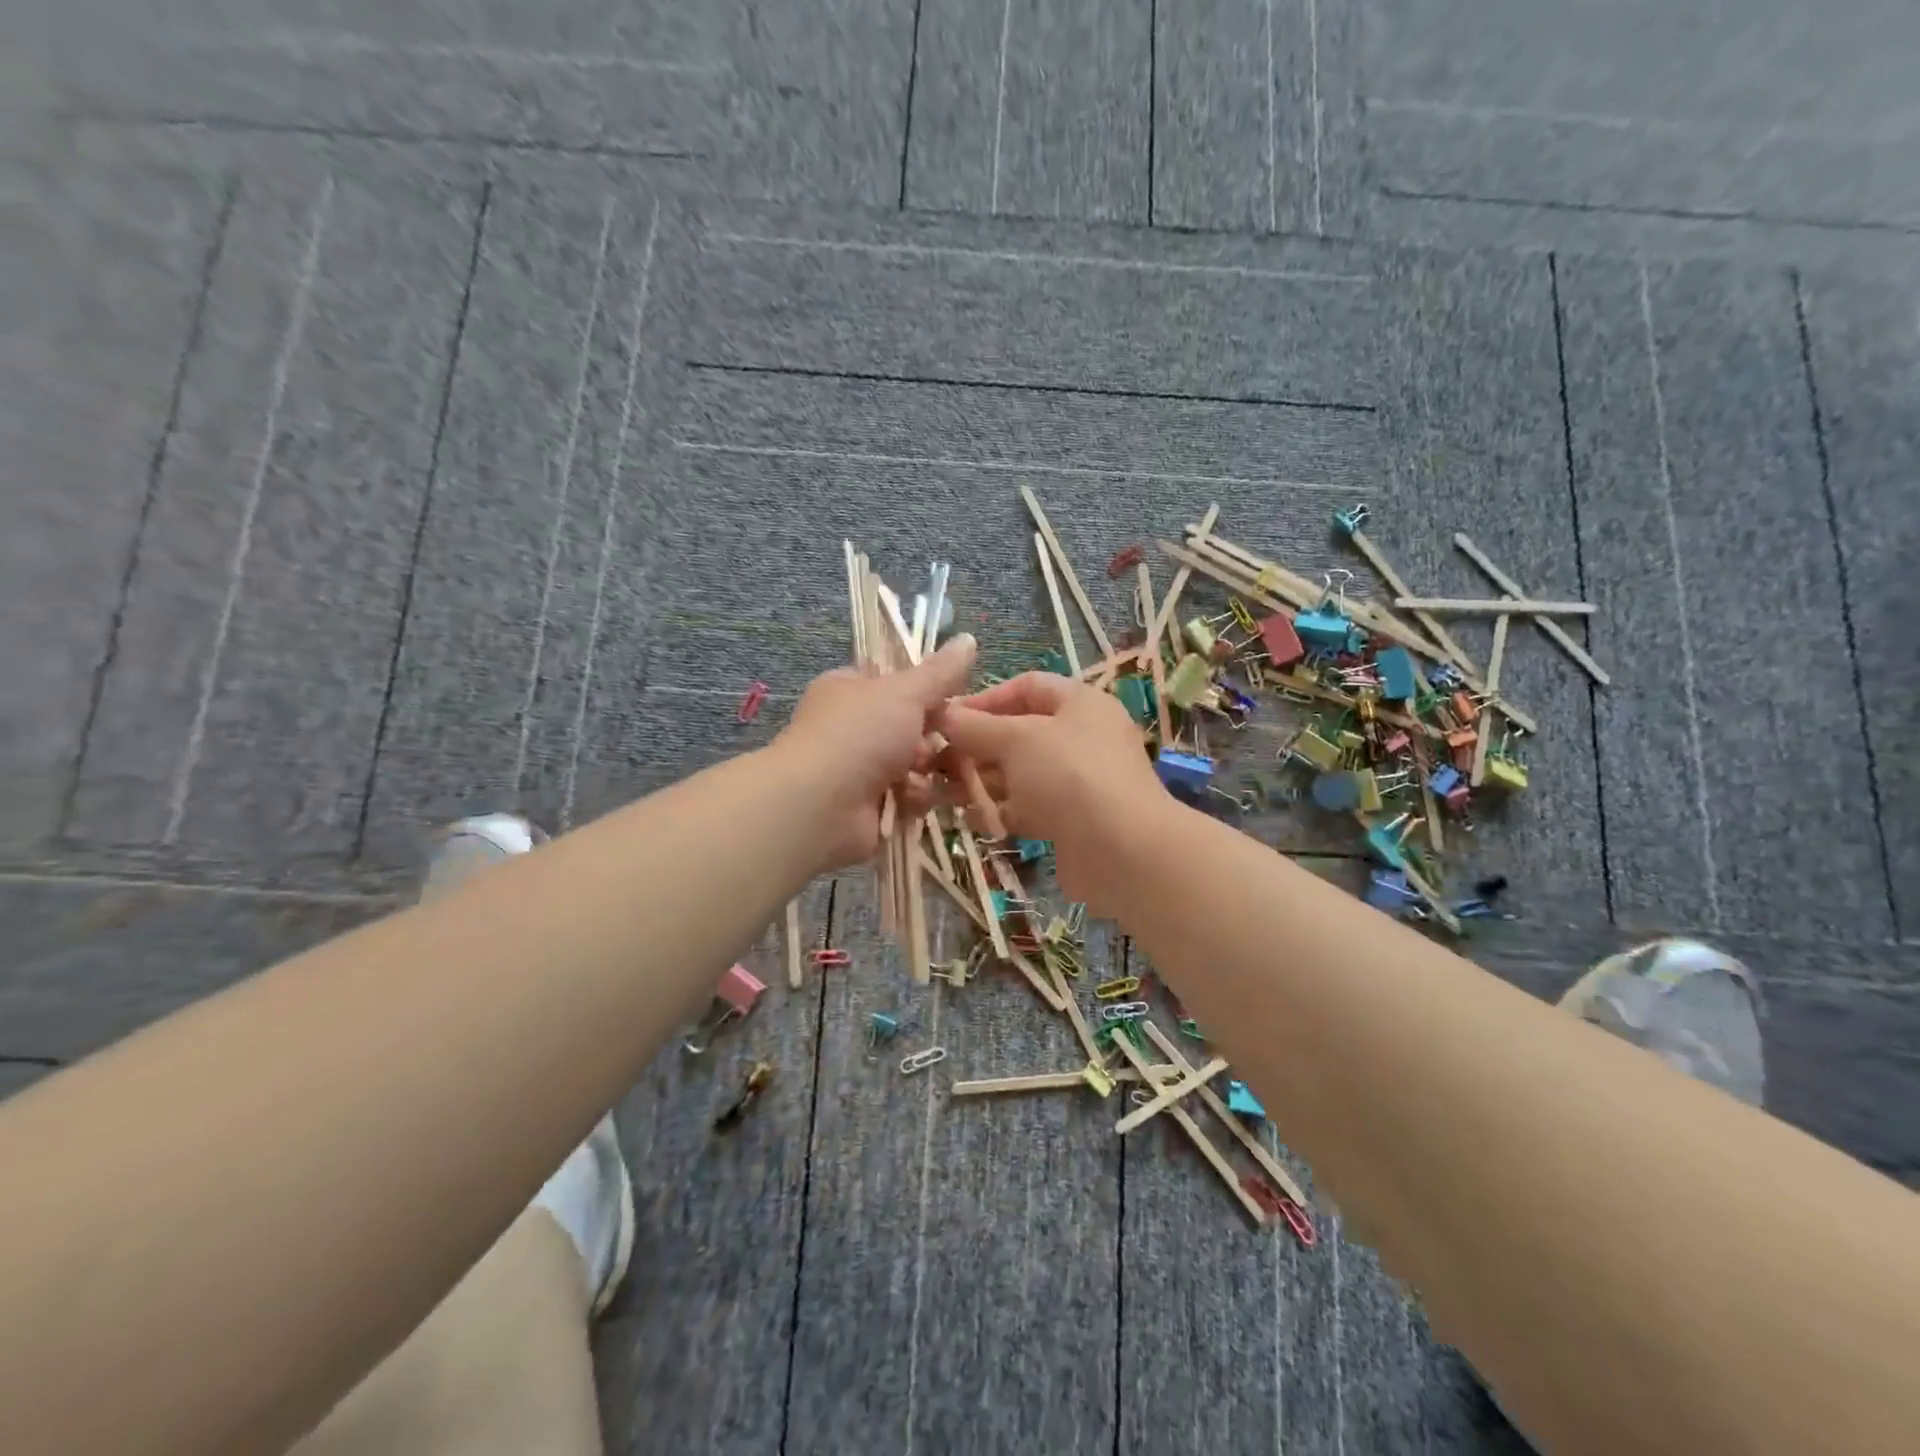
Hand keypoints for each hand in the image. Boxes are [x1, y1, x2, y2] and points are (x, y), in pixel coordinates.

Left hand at [772, 635, 978, 868]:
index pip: (893, 683)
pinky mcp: (867, 808)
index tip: (952, 698)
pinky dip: (912, 798)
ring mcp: (856, 769)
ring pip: (912, 764)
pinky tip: (908, 799)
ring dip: (924, 770)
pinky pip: (906, 797)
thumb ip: (940, 672)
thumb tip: (968, 639)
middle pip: (908, 727)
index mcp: (848, 690)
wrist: (820, 805)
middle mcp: (850, 727)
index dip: (925, 690)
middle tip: (943, 739)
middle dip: (930, 736)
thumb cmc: (858, 734)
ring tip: (921, 772)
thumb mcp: (905, 692)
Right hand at [934, 672, 1167, 908]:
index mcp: (1080, 703)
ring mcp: (1080, 781)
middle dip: (977, 746)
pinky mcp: (1074, 820)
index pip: (1026, 687)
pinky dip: (1002, 811)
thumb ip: (976, 726)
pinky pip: (1030, 807)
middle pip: (1020, 732)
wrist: (1122, 851)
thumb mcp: (1016, 739)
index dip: (985, 699)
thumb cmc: (1069, 775)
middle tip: (939, 762)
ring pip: (1021, 773)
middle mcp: (1083, 737)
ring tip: (945, 793)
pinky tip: (972, 820)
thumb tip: (944, 715)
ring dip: (983, 781)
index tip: (948, 719)